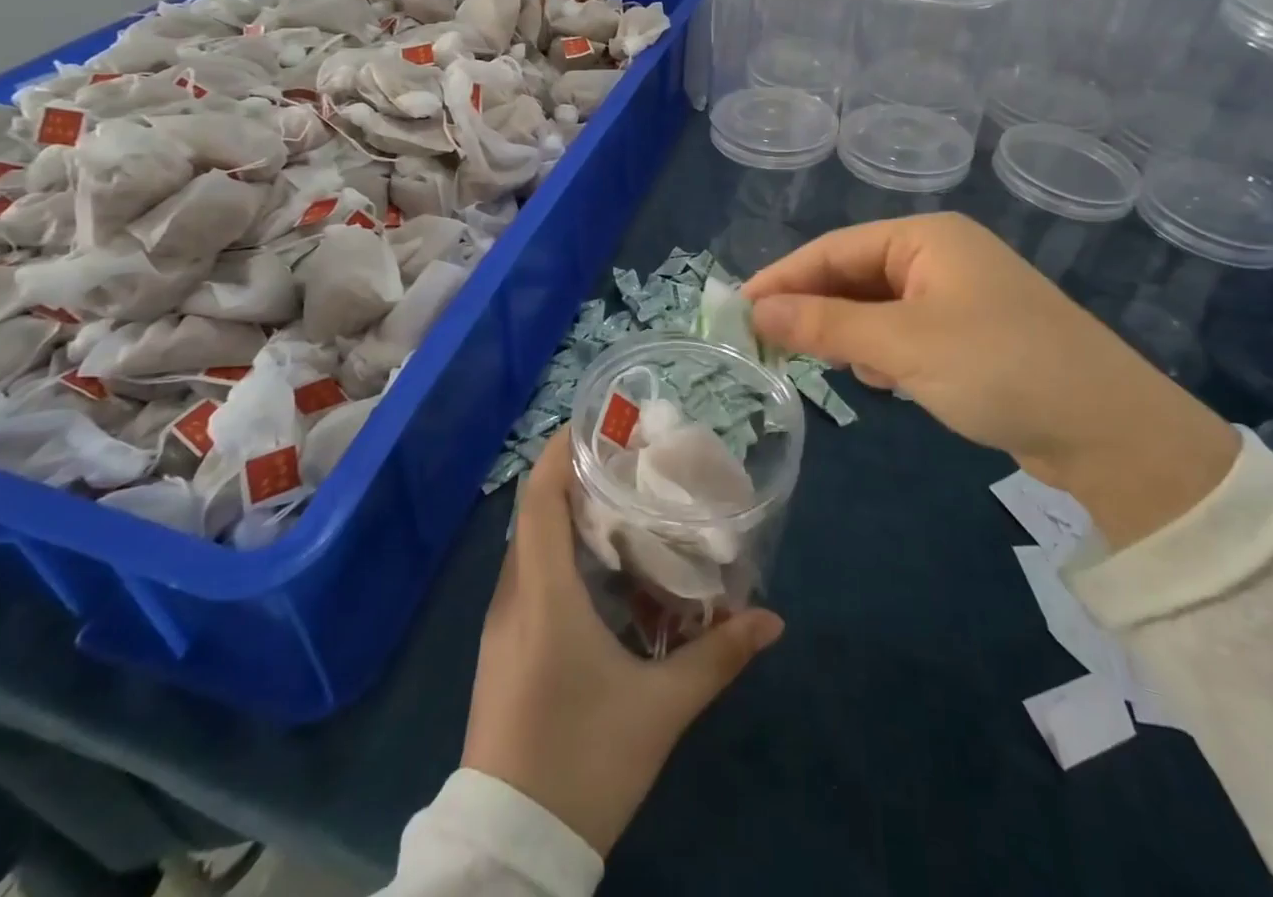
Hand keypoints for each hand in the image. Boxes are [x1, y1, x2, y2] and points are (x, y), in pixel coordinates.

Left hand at [462, 426, 784, 855]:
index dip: (562, 452)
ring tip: (619, 504)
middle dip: (575, 478)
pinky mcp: (503, 650)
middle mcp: (513, 597)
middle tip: (627, 462)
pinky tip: (600, 571)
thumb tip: (771, 620)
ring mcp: (502, 625)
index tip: (597, 424)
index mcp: (543, 594)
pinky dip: (559, 553)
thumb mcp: (659, 709)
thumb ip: (717, 658)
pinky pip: (528, 578)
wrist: (510, 848)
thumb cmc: (582, 760)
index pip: (540, 498)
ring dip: (567, 516)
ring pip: (530, 546)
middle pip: (535, 514)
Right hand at [744, 213, 1238, 546]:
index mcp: (926, 238)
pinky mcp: (971, 334)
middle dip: (816, 310)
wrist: (1111, 432)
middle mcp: (941, 256)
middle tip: (769, 346)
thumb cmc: (999, 366)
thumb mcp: (901, 345)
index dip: (783, 278)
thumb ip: (823, 325)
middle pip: (854, 275)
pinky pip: (905, 332)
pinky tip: (884, 381)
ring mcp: (959, 295)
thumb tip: (754, 312)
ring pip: (877, 307)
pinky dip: (884, 353)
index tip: (738, 310)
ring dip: (850, 335)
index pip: (834, 249)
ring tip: (830, 367)